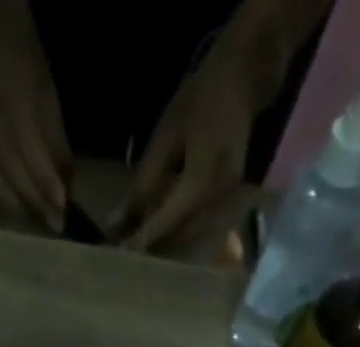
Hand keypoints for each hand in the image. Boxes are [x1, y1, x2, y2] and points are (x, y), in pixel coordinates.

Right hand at [0, 4, 69, 230]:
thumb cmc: (27, 72)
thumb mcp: (49, 101)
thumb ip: (56, 145)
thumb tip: (67, 188)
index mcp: (15, 107)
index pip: (33, 156)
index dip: (47, 184)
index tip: (62, 208)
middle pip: (12, 176)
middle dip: (35, 203)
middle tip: (52, 224)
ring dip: (15, 211)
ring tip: (32, 223)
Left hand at [114, 54, 257, 252]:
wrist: (243, 81)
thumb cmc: (199, 101)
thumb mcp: (165, 138)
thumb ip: (142, 183)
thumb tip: (116, 223)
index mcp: (203, 177)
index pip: (168, 219)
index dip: (144, 237)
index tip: (121, 253)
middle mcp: (218, 197)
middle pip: (181, 237)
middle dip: (154, 247)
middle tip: (126, 253)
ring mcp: (227, 202)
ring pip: (191, 238)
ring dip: (166, 246)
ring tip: (140, 246)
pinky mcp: (229, 203)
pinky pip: (200, 229)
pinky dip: (179, 235)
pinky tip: (161, 234)